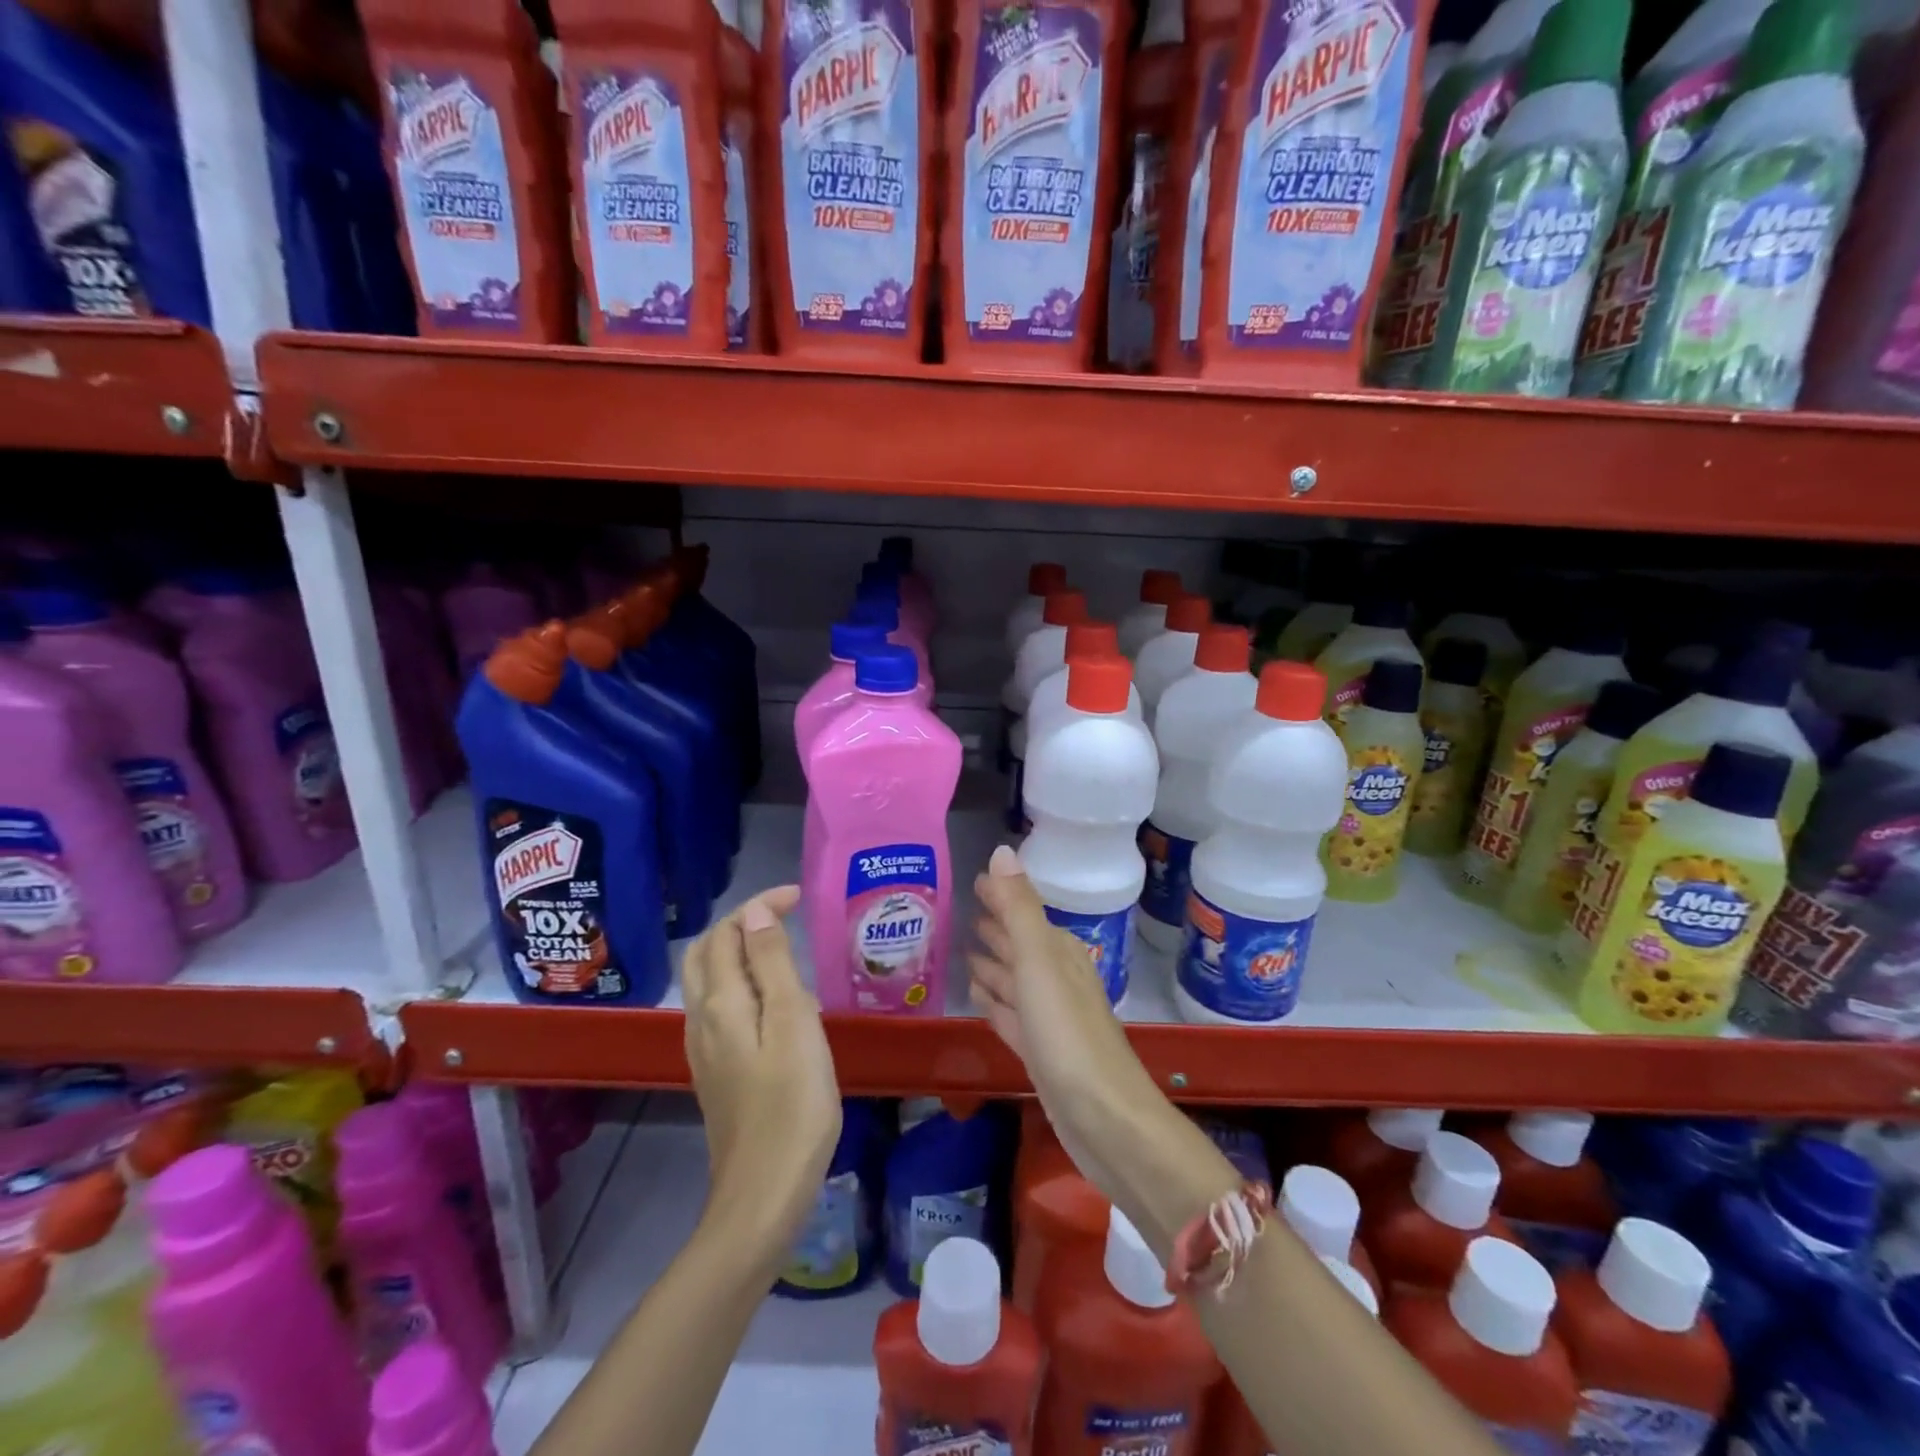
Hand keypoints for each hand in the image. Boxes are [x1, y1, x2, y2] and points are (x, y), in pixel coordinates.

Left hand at [682, 886, 840, 1271]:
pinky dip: (741, 984)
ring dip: (739, 952)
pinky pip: (720, 1008)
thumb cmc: (791, 1103)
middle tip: (786, 916)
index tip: (798, 896)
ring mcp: (705, 1049)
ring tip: (784, 952)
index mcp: (721, 1002)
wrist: (764, 1193)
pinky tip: (774, 1004)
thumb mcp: (793, 1023)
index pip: (728, 932)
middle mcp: (702, 1019)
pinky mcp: (716, 1072)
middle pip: (708, 953)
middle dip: (741, 923)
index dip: (759, 905)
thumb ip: (771, 964)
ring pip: (709, 981)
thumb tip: (754, 912)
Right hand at [969, 847, 1162, 1176]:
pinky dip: (996, 1004)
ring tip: (965, 953)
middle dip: (996, 928)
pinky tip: (980, 1000)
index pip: (1024, 913)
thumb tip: (1002, 850)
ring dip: (993, 966)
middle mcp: (1056, 980)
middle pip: (1020, 945)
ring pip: (1015, 981)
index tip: (975, 880)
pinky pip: (1012, 1016)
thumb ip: (1019, 907)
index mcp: (1058, 954)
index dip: (1002, 896)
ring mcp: (1049, 1019)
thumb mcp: (1039, 961)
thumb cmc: (1068, 1033)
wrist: (1105, 1119)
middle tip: (964, 912)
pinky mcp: (1041, 1053)